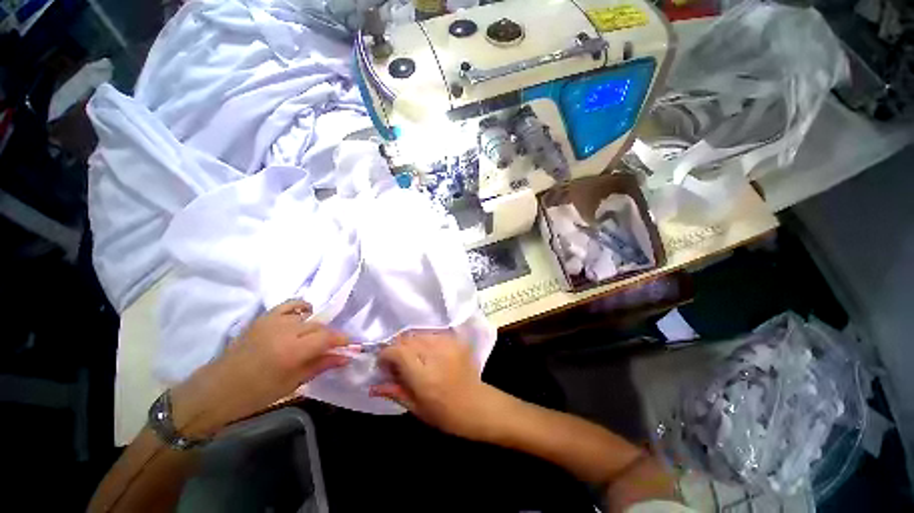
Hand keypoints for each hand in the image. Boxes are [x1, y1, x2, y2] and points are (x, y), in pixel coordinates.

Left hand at [172, 300, 350, 436]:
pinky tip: (304, 315)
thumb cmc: (256, 394)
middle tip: (332, 347)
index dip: (342, 340)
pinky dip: (301, 307)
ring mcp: (273, 321)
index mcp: (292, 351)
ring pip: (307, 317)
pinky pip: (289, 304)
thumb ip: (321, 365)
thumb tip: (346, 357)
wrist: (216, 390)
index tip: (350, 345)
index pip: (327, 337)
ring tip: (314, 339)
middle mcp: (285, 331)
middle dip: (329, 336)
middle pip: (319, 326)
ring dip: (316, 327)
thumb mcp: (292, 384)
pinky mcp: (263, 318)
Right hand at [369, 331, 507, 440]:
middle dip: (397, 348)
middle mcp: (436, 355)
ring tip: (412, 357)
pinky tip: (427, 353)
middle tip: (397, 362)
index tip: (383, 363)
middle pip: (408, 339)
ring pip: (420, 334)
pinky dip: (425, 341)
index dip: (386, 353)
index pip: (398, 351)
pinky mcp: (456, 341)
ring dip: (411, 343)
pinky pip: (433, 334)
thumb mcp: (415, 408)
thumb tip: (374, 383)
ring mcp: (448, 345)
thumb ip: (394, 391)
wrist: (476, 404)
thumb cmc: (444, 413)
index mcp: (424, 376)